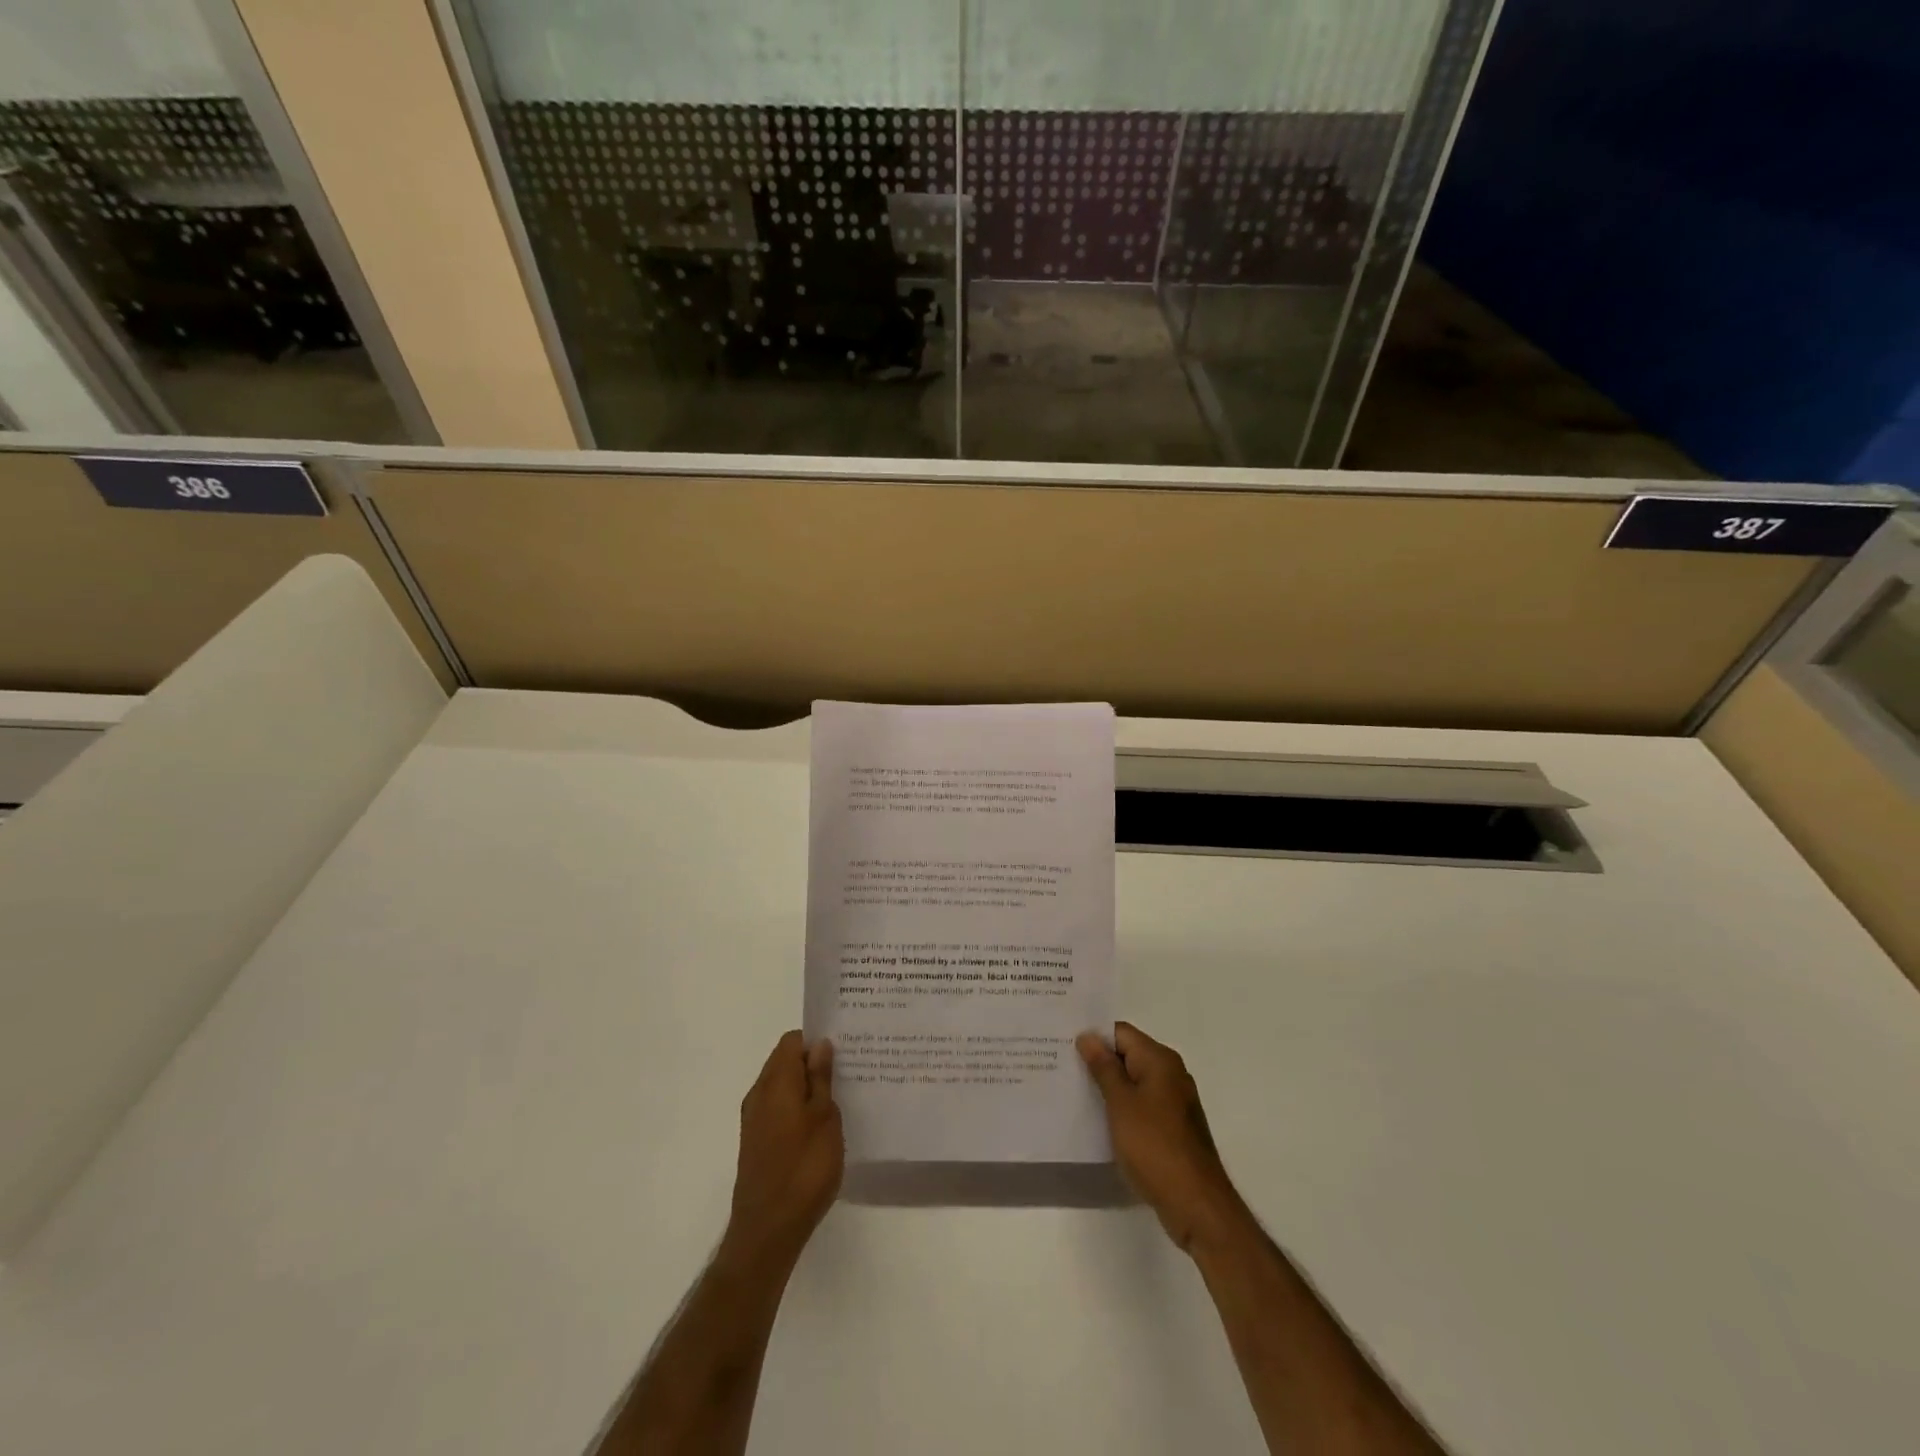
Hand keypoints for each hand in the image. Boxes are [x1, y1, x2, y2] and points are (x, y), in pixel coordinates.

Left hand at [722, 1031, 843, 1272]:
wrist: (768, 1230)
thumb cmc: (804, 1168)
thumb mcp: (825, 1117)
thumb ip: (821, 1078)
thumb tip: (819, 1044)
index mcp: (775, 1082)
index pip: (792, 1041)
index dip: (816, 1040)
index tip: (843, 1050)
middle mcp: (759, 1094)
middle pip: (785, 1062)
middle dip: (814, 1062)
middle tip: (848, 1072)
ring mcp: (754, 1120)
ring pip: (782, 1087)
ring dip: (807, 1087)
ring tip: (840, 1098)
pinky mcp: (756, 1142)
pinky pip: (779, 1109)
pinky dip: (798, 1108)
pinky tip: (821, 1126)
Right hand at [1078, 1021, 1246, 1253]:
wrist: (1196, 1204)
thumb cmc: (1155, 1146)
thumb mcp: (1121, 1103)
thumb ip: (1103, 1067)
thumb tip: (1087, 1036)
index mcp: (1160, 1060)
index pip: (1120, 1033)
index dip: (1093, 1036)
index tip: (1063, 1044)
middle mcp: (1170, 1074)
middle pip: (1127, 1055)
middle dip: (1097, 1061)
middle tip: (1062, 1066)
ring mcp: (1173, 1102)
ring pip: (1133, 1082)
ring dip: (1107, 1086)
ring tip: (1073, 1091)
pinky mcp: (1172, 1128)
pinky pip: (1140, 1105)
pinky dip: (1121, 1108)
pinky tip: (1099, 1120)